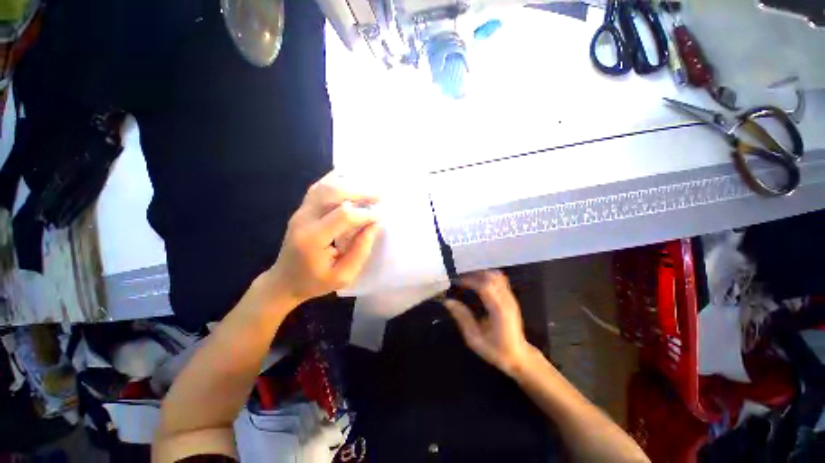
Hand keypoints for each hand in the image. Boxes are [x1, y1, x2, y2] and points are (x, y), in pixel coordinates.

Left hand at [267, 171, 380, 305]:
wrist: (284, 280)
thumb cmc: (314, 282)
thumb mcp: (343, 276)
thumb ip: (360, 250)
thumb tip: (374, 224)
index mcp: (313, 239)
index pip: (343, 216)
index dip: (365, 213)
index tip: (381, 215)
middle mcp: (304, 219)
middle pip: (332, 193)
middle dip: (360, 191)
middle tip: (380, 194)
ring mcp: (300, 211)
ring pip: (325, 185)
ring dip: (350, 182)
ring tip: (370, 185)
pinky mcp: (302, 208)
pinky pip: (319, 186)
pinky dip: (336, 178)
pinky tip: (351, 177)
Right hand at [443, 270, 532, 377]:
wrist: (520, 357)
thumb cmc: (496, 351)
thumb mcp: (475, 339)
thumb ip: (462, 318)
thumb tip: (448, 302)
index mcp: (498, 311)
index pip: (485, 286)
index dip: (469, 280)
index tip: (457, 282)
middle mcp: (507, 301)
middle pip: (492, 277)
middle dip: (474, 274)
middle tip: (461, 279)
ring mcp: (511, 299)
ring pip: (497, 276)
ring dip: (481, 274)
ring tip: (468, 280)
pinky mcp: (511, 299)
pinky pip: (500, 281)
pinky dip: (487, 277)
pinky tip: (478, 284)